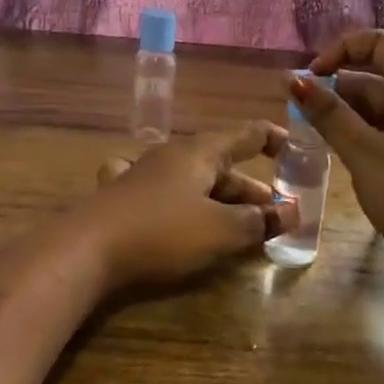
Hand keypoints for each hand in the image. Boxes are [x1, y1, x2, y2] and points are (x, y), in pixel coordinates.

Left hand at [73, 122, 297, 291]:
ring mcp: (143, 173)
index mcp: (200, 152)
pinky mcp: (121, 196)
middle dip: (251, 188)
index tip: (296, 151)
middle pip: (221, 163)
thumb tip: (292, 211)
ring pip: (192, 179)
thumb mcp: (219, 230)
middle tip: (276, 212)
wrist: (87, 250)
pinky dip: (178, 199)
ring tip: (239, 222)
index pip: (246, 134)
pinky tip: (172, 205)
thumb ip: (258, 221)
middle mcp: (172, 154)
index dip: (274, 139)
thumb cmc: (163, 232)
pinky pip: (159, 189)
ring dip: (219, 198)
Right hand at [294, 30, 383, 298]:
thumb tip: (294, 78)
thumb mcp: (364, 152)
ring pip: (379, 107)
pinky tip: (339, 155)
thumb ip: (328, 114)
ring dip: (345, 115)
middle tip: (299, 115)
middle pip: (375, 76)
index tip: (310, 78)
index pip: (378, 43)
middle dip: (335, 88)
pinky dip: (362, 135)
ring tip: (312, 137)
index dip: (340, 50)